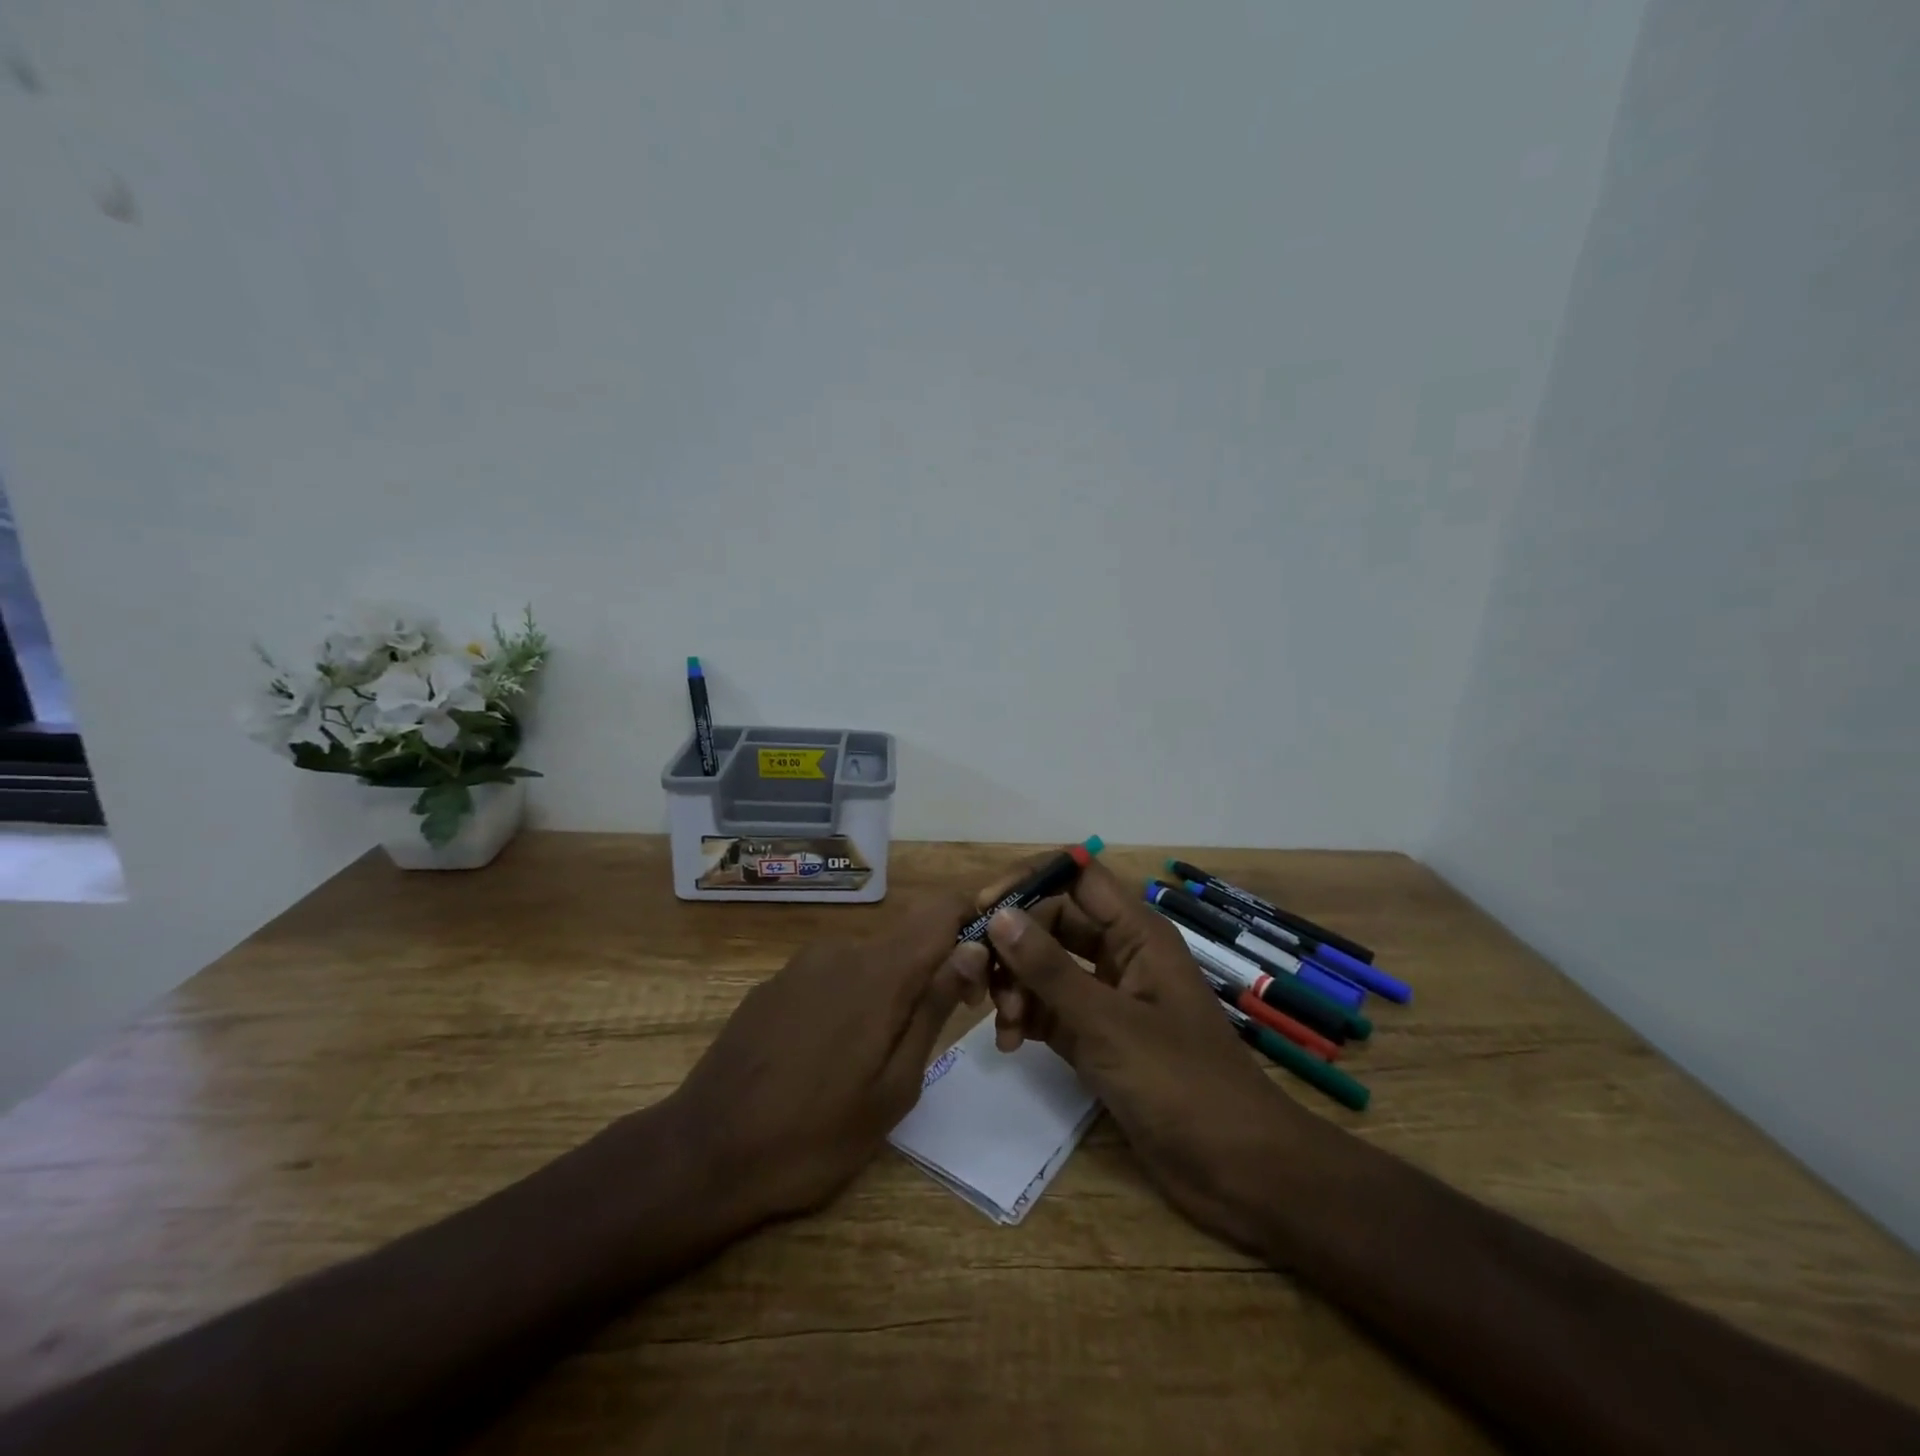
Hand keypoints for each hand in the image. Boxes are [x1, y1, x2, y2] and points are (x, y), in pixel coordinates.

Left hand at [668, 892, 988, 1225]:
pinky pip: (832, 975)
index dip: (971, 921)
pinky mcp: (774, 984)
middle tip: (934, 1034)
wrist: (702, 1154)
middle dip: (933, 970)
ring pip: (870, 959)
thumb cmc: (813, 1135)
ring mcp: (802, 965)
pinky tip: (828, 1055)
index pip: (940, 909)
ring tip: (876, 1057)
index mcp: (879, 971)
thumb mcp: (894, 1087)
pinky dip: (850, 999)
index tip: (981, 968)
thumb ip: (934, 1008)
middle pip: (907, 938)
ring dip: (890, 990)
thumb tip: (973, 948)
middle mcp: (841, 950)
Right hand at [979, 857, 1312, 1245]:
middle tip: (979, 977)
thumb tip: (998, 915)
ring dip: (1017, 985)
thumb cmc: (1182, 1084)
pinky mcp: (1096, 1037)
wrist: (1238, 1170)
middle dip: (1015, 944)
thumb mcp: (1108, 1023)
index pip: (1076, 876)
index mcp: (1136, 932)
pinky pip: (1049, 1008)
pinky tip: (1011, 1043)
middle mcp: (1120, 954)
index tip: (984, 908)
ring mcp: (1107, 996)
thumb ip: (1050, 969)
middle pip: (1053, 921)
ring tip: (1006, 1023)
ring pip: (1046, 967)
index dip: (1030, 881)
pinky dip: (1026, 1018)